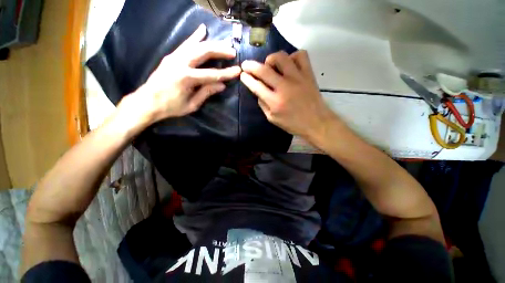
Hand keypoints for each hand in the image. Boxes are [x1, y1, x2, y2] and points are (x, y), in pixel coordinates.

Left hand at [119, 24, 240, 127]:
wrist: (147, 102)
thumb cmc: (171, 107)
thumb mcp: (192, 104)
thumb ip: (206, 93)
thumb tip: (222, 85)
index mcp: (186, 78)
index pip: (212, 74)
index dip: (226, 73)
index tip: (237, 71)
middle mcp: (180, 63)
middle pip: (204, 52)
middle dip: (220, 51)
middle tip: (232, 52)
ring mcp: (174, 57)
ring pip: (195, 45)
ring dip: (211, 43)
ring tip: (224, 42)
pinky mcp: (171, 56)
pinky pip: (185, 44)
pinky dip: (195, 37)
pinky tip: (202, 30)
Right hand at [240, 50, 336, 138]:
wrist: (316, 122)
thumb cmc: (293, 124)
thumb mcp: (273, 119)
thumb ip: (263, 105)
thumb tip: (258, 91)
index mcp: (275, 101)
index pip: (256, 86)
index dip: (247, 79)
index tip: (242, 74)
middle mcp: (284, 87)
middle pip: (264, 70)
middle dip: (251, 66)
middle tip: (246, 64)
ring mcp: (298, 78)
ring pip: (281, 57)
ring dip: (271, 59)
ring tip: (270, 66)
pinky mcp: (308, 74)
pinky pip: (300, 55)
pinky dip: (292, 57)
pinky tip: (289, 65)